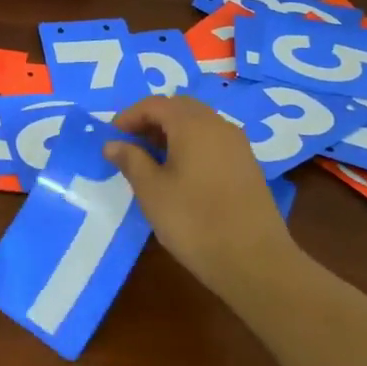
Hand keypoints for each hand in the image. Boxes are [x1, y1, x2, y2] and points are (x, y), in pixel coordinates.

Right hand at [105, 96, 296, 310]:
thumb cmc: (194, 221)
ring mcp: (238, 145)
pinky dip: (192, 145)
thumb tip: (113, 143)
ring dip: (172, 132)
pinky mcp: (248, 166)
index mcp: (193, 124)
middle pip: (180, 108)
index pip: (155, 104)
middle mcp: (218, 125)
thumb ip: (130, 160)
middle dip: (152, 119)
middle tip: (131, 143)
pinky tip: (181, 173)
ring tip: (152, 160)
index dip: (130, 116)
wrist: (255, 261)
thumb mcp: (152, 191)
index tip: (111, 136)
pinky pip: (213, 141)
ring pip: (199, 123)